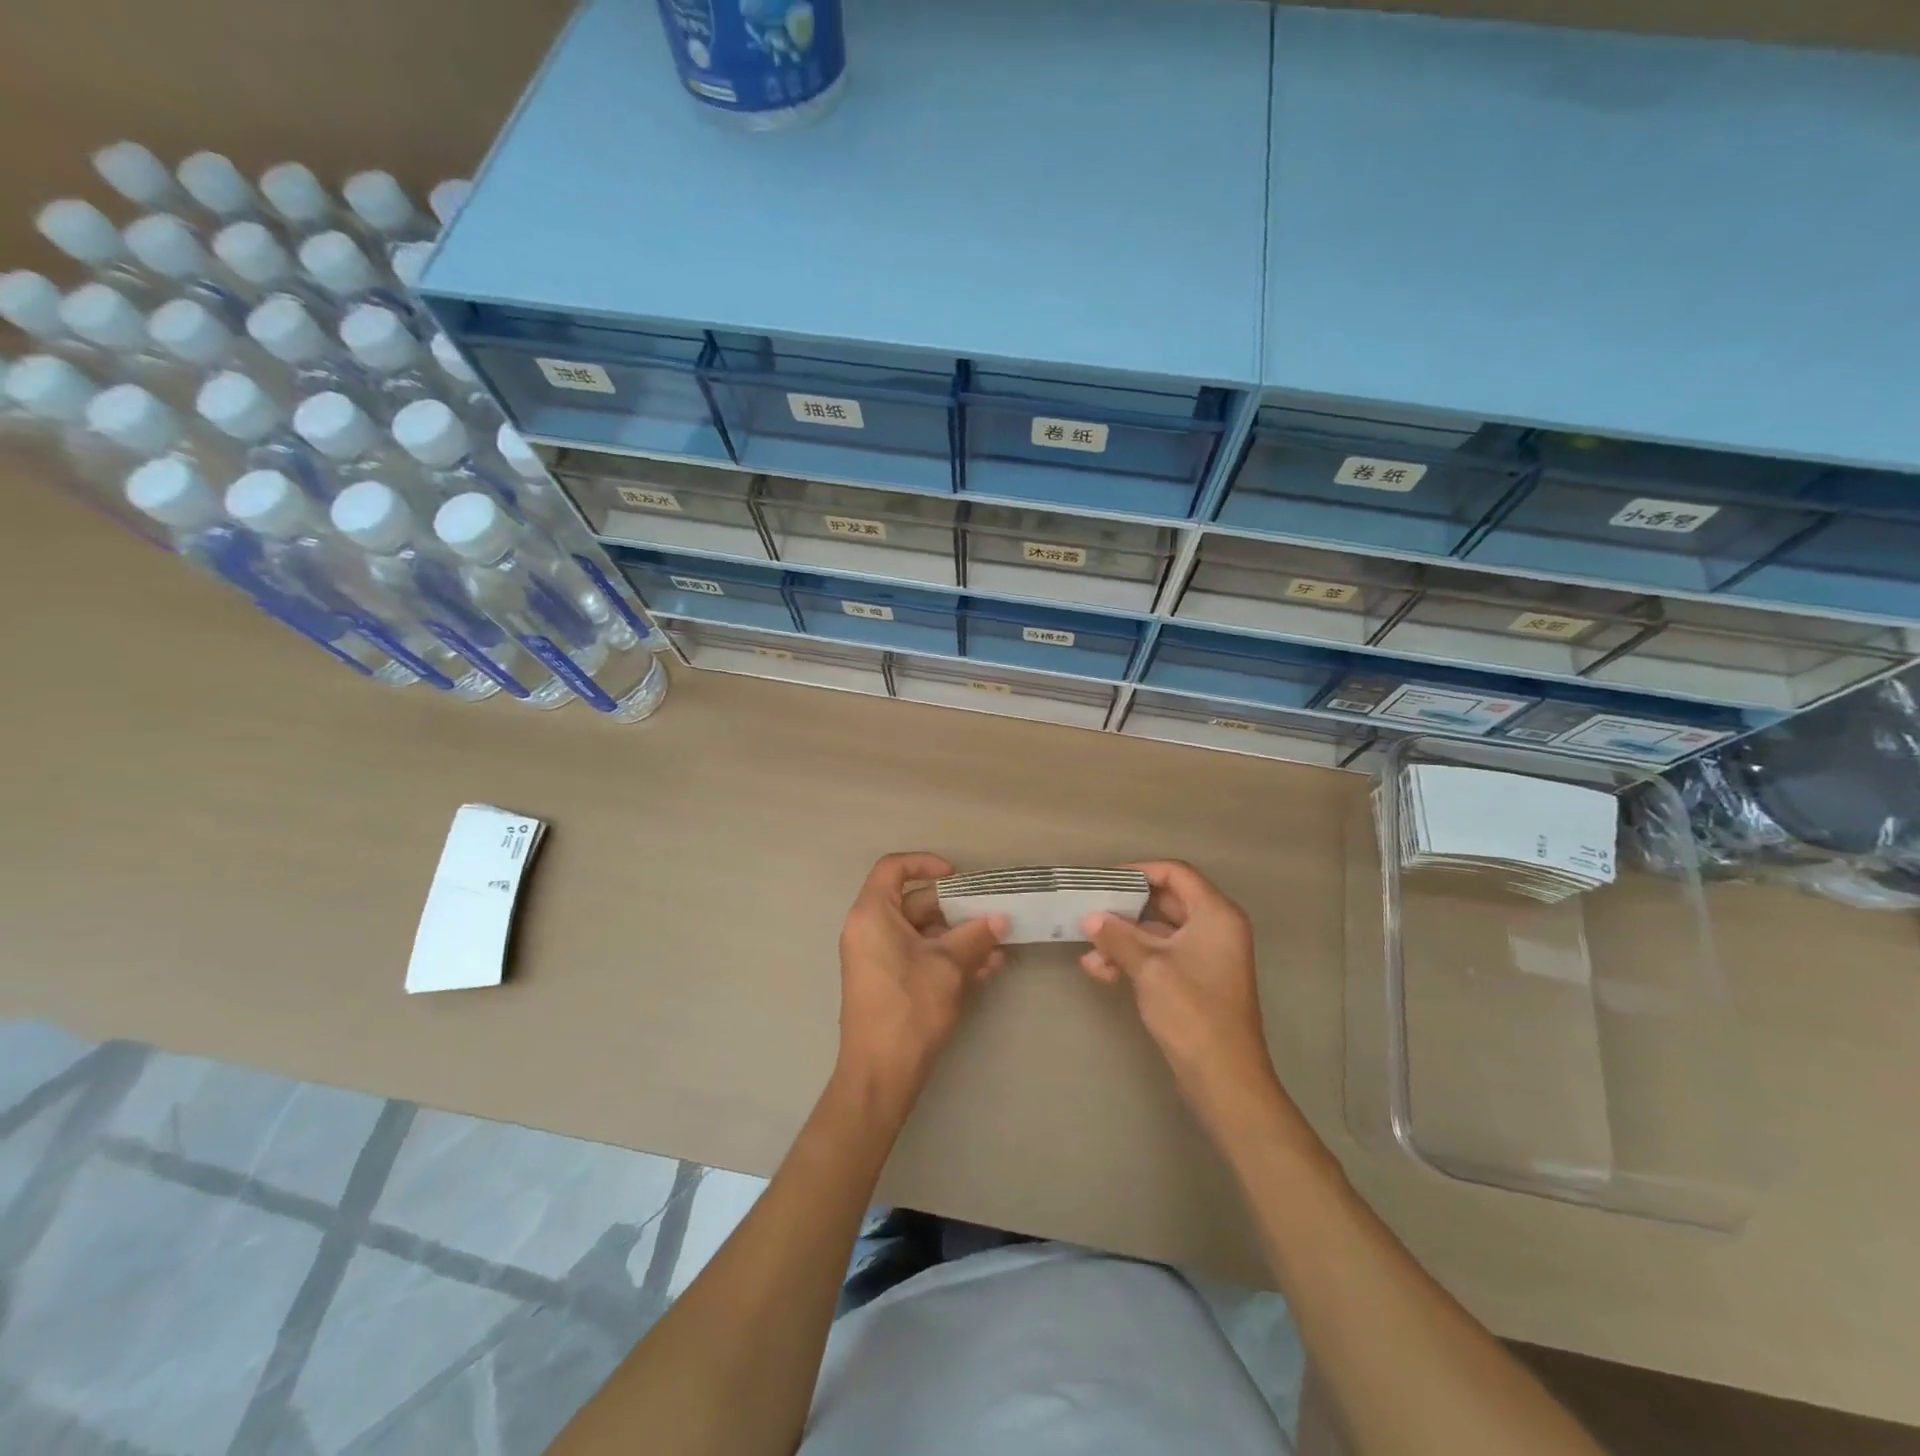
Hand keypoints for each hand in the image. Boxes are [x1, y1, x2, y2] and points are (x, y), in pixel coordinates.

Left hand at [834, 853, 1007, 1108]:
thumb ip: (976, 936)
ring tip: (998, 949)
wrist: (880, 1074)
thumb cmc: (909, 1008)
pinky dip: (947, 958)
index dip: (926, 863)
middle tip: (990, 914)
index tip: (958, 876)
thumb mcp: (949, 966)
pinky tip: (985, 970)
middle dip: (956, 909)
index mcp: (872, 914)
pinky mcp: (887, 980)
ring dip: (959, 937)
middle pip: (914, 901)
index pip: (893, 868)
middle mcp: (869, 929)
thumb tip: (1001, 917)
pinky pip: (918, 955)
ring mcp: (877, 957)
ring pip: (922, 932)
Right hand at [1079, 861, 1276, 1120]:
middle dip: (1125, 909)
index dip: (1139, 871)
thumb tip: (1089, 917)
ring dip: (1124, 939)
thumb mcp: (1149, 968)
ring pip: (1158, 932)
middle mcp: (1215, 928)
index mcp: (1215, 914)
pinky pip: (1161, 956)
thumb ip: (1118, 936)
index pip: (1176, 873)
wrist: (1224, 1079)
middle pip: (1165, 901)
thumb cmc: (1192, 1012)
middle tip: (1090, 910)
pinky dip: (1134, 959)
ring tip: (1089, 952)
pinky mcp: (1196, 981)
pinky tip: (1101, 971)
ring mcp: (1207, 956)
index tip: (1104, 880)